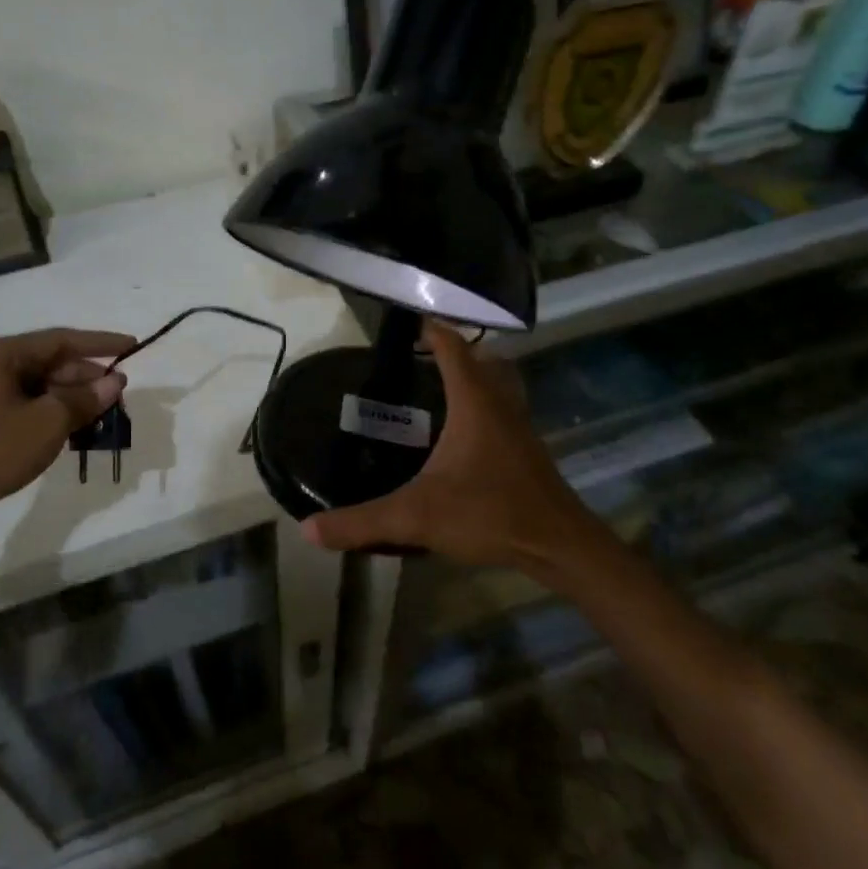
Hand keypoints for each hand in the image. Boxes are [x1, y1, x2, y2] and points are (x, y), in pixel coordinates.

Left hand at [0, 327, 134, 543]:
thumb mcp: (46, 423)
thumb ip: (84, 399)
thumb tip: (114, 382)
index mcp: (2, 354)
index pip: (62, 339)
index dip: (101, 343)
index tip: (132, 346)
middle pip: (50, 363)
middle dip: (86, 377)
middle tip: (118, 394)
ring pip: (38, 387)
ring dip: (70, 399)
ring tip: (100, 416)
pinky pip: (24, 406)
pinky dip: (50, 415)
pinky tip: (69, 432)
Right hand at [303, 321, 609, 572]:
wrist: (558, 545)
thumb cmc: (489, 514)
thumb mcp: (416, 517)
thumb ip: (362, 522)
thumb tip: (309, 529)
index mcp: (475, 402)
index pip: (453, 347)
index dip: (431, 330)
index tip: (408, 323)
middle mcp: (500, 404)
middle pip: (481, 360)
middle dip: (452, 352)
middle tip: (418, 360)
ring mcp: (519, 426)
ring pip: (498, 383)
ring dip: (473, 377)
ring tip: (437, 389)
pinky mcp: (527, 449)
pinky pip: (503, 409)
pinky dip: (483, 405)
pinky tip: (462, 434)